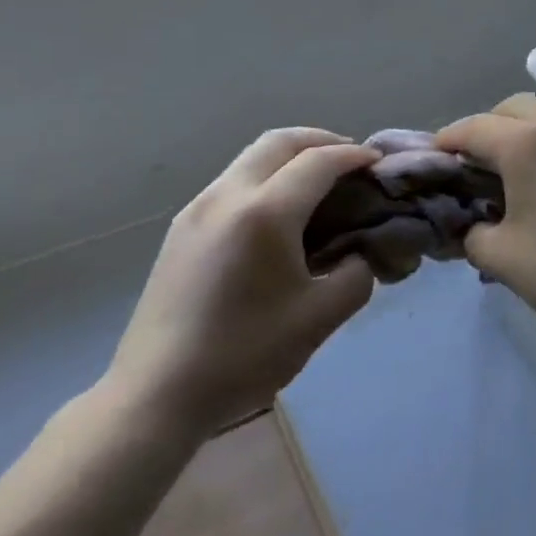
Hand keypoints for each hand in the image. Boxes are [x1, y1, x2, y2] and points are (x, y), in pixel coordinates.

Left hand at [106, 129, 379, 438]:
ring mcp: (197, 209)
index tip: (380, 163)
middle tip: (351, 160)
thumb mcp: (320, 319)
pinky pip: (232, 182)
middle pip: (279, 141)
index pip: (319, 162)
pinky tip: (280, 214)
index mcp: (264, 213)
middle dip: (321, 140)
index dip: (354, 156)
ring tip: (319, 184)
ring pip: (251, 158)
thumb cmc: (244, 355)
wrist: (155, 395)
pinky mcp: (181, 229)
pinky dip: (266, 178)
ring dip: (290, 158)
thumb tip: (359, 255)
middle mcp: (226, 196)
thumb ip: (355, 276)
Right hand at [435, 95, 535, 339]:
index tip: (434, 159)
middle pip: (512, 108)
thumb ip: (471, 232)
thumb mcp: (499, 257)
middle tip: (474, 164)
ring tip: (514, 171)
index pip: (474, 128)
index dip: (447, 140)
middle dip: (486, 128)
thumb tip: (472, 223)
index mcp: (528, 144)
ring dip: (522, 132)